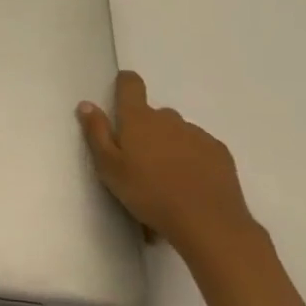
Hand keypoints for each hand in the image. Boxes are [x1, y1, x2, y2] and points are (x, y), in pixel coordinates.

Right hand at [77, 71, 257, 260]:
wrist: (207, 222)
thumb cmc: (149, 193)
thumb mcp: (109, 167)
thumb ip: (96, 133)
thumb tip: (86, 104)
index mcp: (138, 119)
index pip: (131, 85)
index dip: (125, 83)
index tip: (121, 91)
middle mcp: (168, 119)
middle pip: (154, 114)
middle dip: (146, 129)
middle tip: (140, 160)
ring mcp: (197, 134)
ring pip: (177, 132)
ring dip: (169, 145)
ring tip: (167, 177)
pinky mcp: (219, 152)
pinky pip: (199, 147)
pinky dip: (192, 157)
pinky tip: (190, 183)